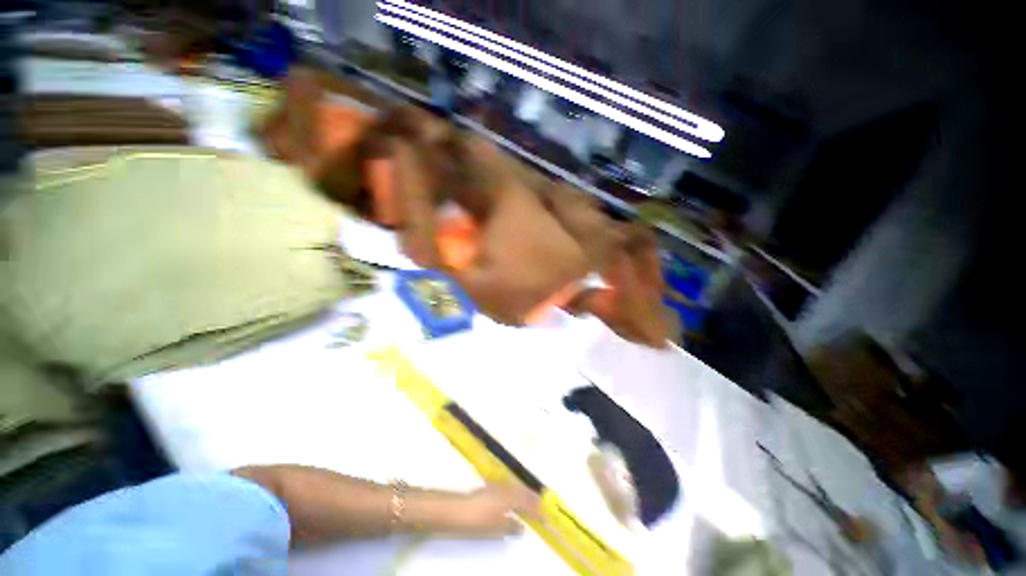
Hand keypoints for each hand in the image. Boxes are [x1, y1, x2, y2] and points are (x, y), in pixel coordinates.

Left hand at [454, 483, 541, 537]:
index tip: (546, 516)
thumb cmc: (478, 519)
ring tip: (529, 505)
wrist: (456, 510)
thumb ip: (512, 526)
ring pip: (515, 489)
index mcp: (510, 496)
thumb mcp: (497, 528)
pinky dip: (514, 495)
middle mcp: (504, 488)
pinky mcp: (488, 489)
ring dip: (523, 496)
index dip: (538, 509)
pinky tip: (512, 501)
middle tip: (541, 508)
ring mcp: (495, 486)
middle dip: (532, 500)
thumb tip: (522, 527)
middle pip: (523, 492)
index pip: (528, 501)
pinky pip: (507, 489)